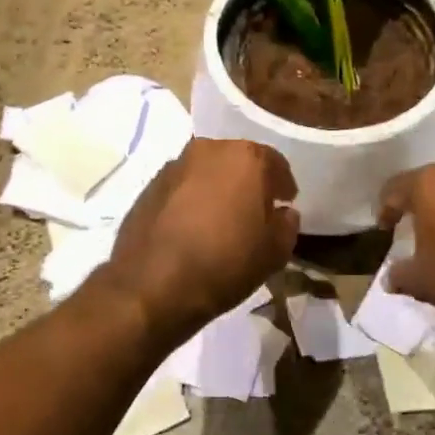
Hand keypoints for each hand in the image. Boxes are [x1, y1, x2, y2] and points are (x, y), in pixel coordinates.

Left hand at [100, 138, 299, 339]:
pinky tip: (193, 227)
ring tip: (221, 220)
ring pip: (206, 172)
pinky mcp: (148, 186)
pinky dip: (191, 200)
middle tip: (255, 210)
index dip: (283, 184)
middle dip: (248, 182)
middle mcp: (208, 150)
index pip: (274, 162)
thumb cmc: (225, 262)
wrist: (153, 284)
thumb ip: (286, 225)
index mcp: (245, 157)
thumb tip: (283, 213)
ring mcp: (174, 166)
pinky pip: (181, 188)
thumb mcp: (274, 252)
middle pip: (237, 161)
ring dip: (217, 189)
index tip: (286, 202)